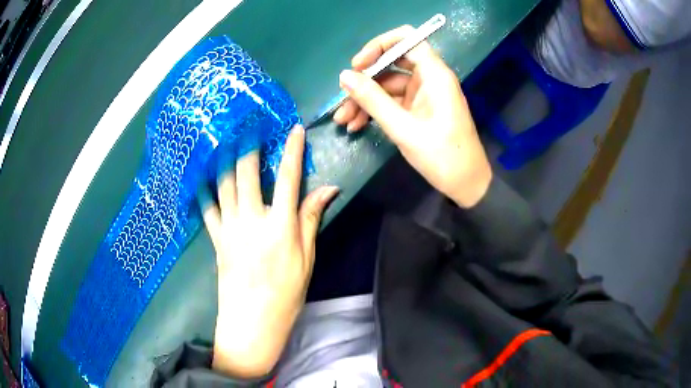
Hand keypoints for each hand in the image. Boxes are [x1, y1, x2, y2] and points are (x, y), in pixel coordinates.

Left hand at [198, 125, 337, 377]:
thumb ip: (311, 220)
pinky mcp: (216, 238)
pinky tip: (200, 173)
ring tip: (224, 138)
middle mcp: (252, 220)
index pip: (290, 179)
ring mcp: (230, 228)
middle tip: (248, 124)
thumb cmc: (286, 293)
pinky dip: (203, 189)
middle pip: (248, 173)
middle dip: (249, 145)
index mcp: (280, 226)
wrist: (252, 321)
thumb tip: (328, 189)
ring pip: (224, 185)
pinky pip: (207, 208)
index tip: (293, 128)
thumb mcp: (307, 259)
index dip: (292, 151)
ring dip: (224, 159)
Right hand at [333, 26, 491, 207]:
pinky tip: (356, 125)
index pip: (406, 39)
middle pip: (391, 63)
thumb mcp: (403, 128)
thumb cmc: (442, 156)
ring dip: (364, 100)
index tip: (357, 65)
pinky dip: (374, 110)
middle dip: (365, 79)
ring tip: (343, 120)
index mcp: (434, 74)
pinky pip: (392, 101)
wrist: (466, 185)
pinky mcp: (418, 109)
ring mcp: (423, 94)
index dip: (379, 46)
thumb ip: (373, 100)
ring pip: (387, 85)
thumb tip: (344, 76)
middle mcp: (428, 78)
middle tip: (343, 97)